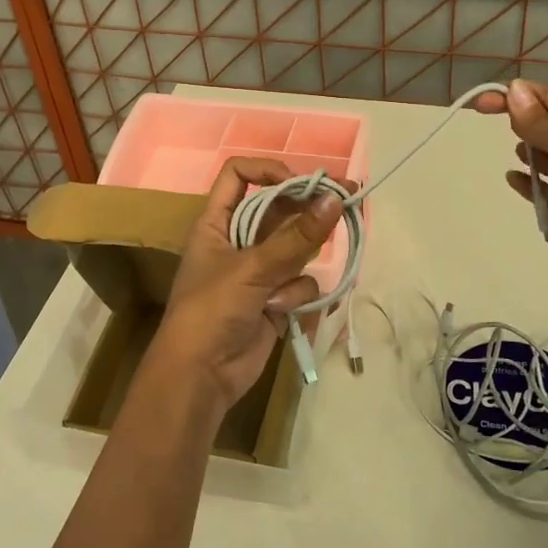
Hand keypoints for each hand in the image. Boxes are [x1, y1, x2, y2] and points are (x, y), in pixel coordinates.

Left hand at [152, 158, 345, 411]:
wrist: (200, 376)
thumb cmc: (212, 310)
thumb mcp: (252, 268)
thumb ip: (297, 236)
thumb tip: (335, 198)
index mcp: (217, 222)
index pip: (239, 176)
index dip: (269, 171)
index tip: (301, 183)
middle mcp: (238, 240)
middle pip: (278, 210)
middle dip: (307, 211)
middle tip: (346, 201)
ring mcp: (258, 271)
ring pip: (295, 249)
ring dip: (296, 267)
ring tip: (283, 288)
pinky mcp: (274, 299)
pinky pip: (300, 283)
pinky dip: (296, 297)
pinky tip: (281, 313)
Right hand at [474, 79, 547, 287]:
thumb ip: (540, 121)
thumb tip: (512, 90)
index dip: (517, 96)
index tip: (482, 102)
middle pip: (547, 125)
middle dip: (523, 121)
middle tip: (505, 128)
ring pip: (544, 156)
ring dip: (527, 150)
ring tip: (521, 154)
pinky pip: (542, 189)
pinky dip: (526, 182)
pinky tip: (512, 178)